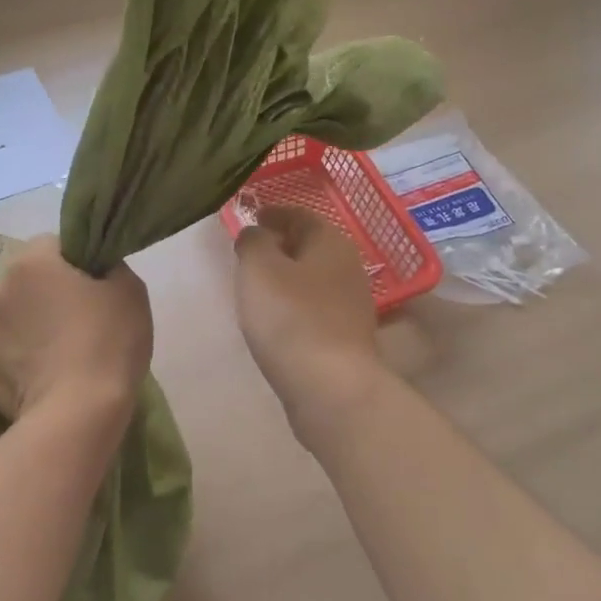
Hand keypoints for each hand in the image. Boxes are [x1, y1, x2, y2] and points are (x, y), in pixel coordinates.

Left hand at [0, 238, 152, 422]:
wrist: (78, 412)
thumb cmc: (108, 342)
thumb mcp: (130, 290)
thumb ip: (108, 268)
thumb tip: (95, 270)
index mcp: (31, 261)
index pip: (53, 245)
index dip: (75, 264)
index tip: (94, 288)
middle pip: (24, 281)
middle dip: (44, 294)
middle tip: (75, 321)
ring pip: (8, 318)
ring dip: (26, 327)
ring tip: (55, 355)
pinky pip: (0, 354)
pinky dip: (15, 361)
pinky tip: (39, 378)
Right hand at [233, 208, 386, 441]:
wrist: (330, 388)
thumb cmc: (291, 318)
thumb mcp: (259, 269)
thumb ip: (253, 242)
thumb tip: (257, 233)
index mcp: (331, 242)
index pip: (301, 214)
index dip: (273, 213)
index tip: (250, 217)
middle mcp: (349, 267)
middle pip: (310, 246)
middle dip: (280, 245)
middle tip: (248, 253)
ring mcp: (352, 304)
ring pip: (313, 278)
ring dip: (287, 277)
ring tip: (256, 287)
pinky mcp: (346, 337)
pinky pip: (315, 308)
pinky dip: (295, 305)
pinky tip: (276, 320)